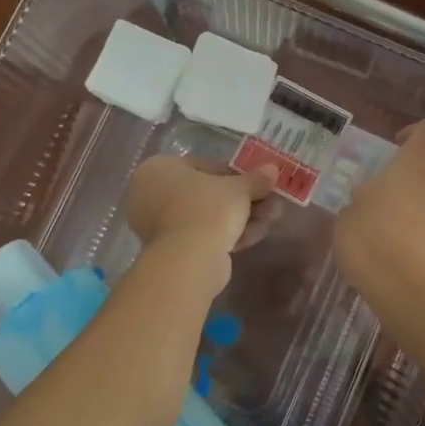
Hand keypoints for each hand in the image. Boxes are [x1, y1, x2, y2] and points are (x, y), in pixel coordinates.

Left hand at [125, 155, 278, 258]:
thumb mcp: (238, 188)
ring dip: (242, 217)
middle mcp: (151, 194)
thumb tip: (273, 169)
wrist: (189, 260)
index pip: (204, 165)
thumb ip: (255, 178)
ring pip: (208, 216)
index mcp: (158, 169)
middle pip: (208, 193)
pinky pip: (203, 235)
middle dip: (243, 199)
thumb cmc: (207, 209)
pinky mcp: (171, 251)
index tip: (260, 181)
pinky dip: (229, 234)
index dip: (237, 173)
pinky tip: (258, 234)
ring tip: (272, 219)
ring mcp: (159, 225)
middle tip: (271, 201)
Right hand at [334, 119, 424, 297]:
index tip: (397, 143)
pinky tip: (386, 252)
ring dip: (407, 210)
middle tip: (374, 199)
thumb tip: (368, 197)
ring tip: (376, 230)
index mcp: (413, 168)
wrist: (405, 290)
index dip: (416, 131)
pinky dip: (410, 235)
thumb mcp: (348, 214)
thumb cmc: (371, 238)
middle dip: (403, 183)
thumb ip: (361, 199)